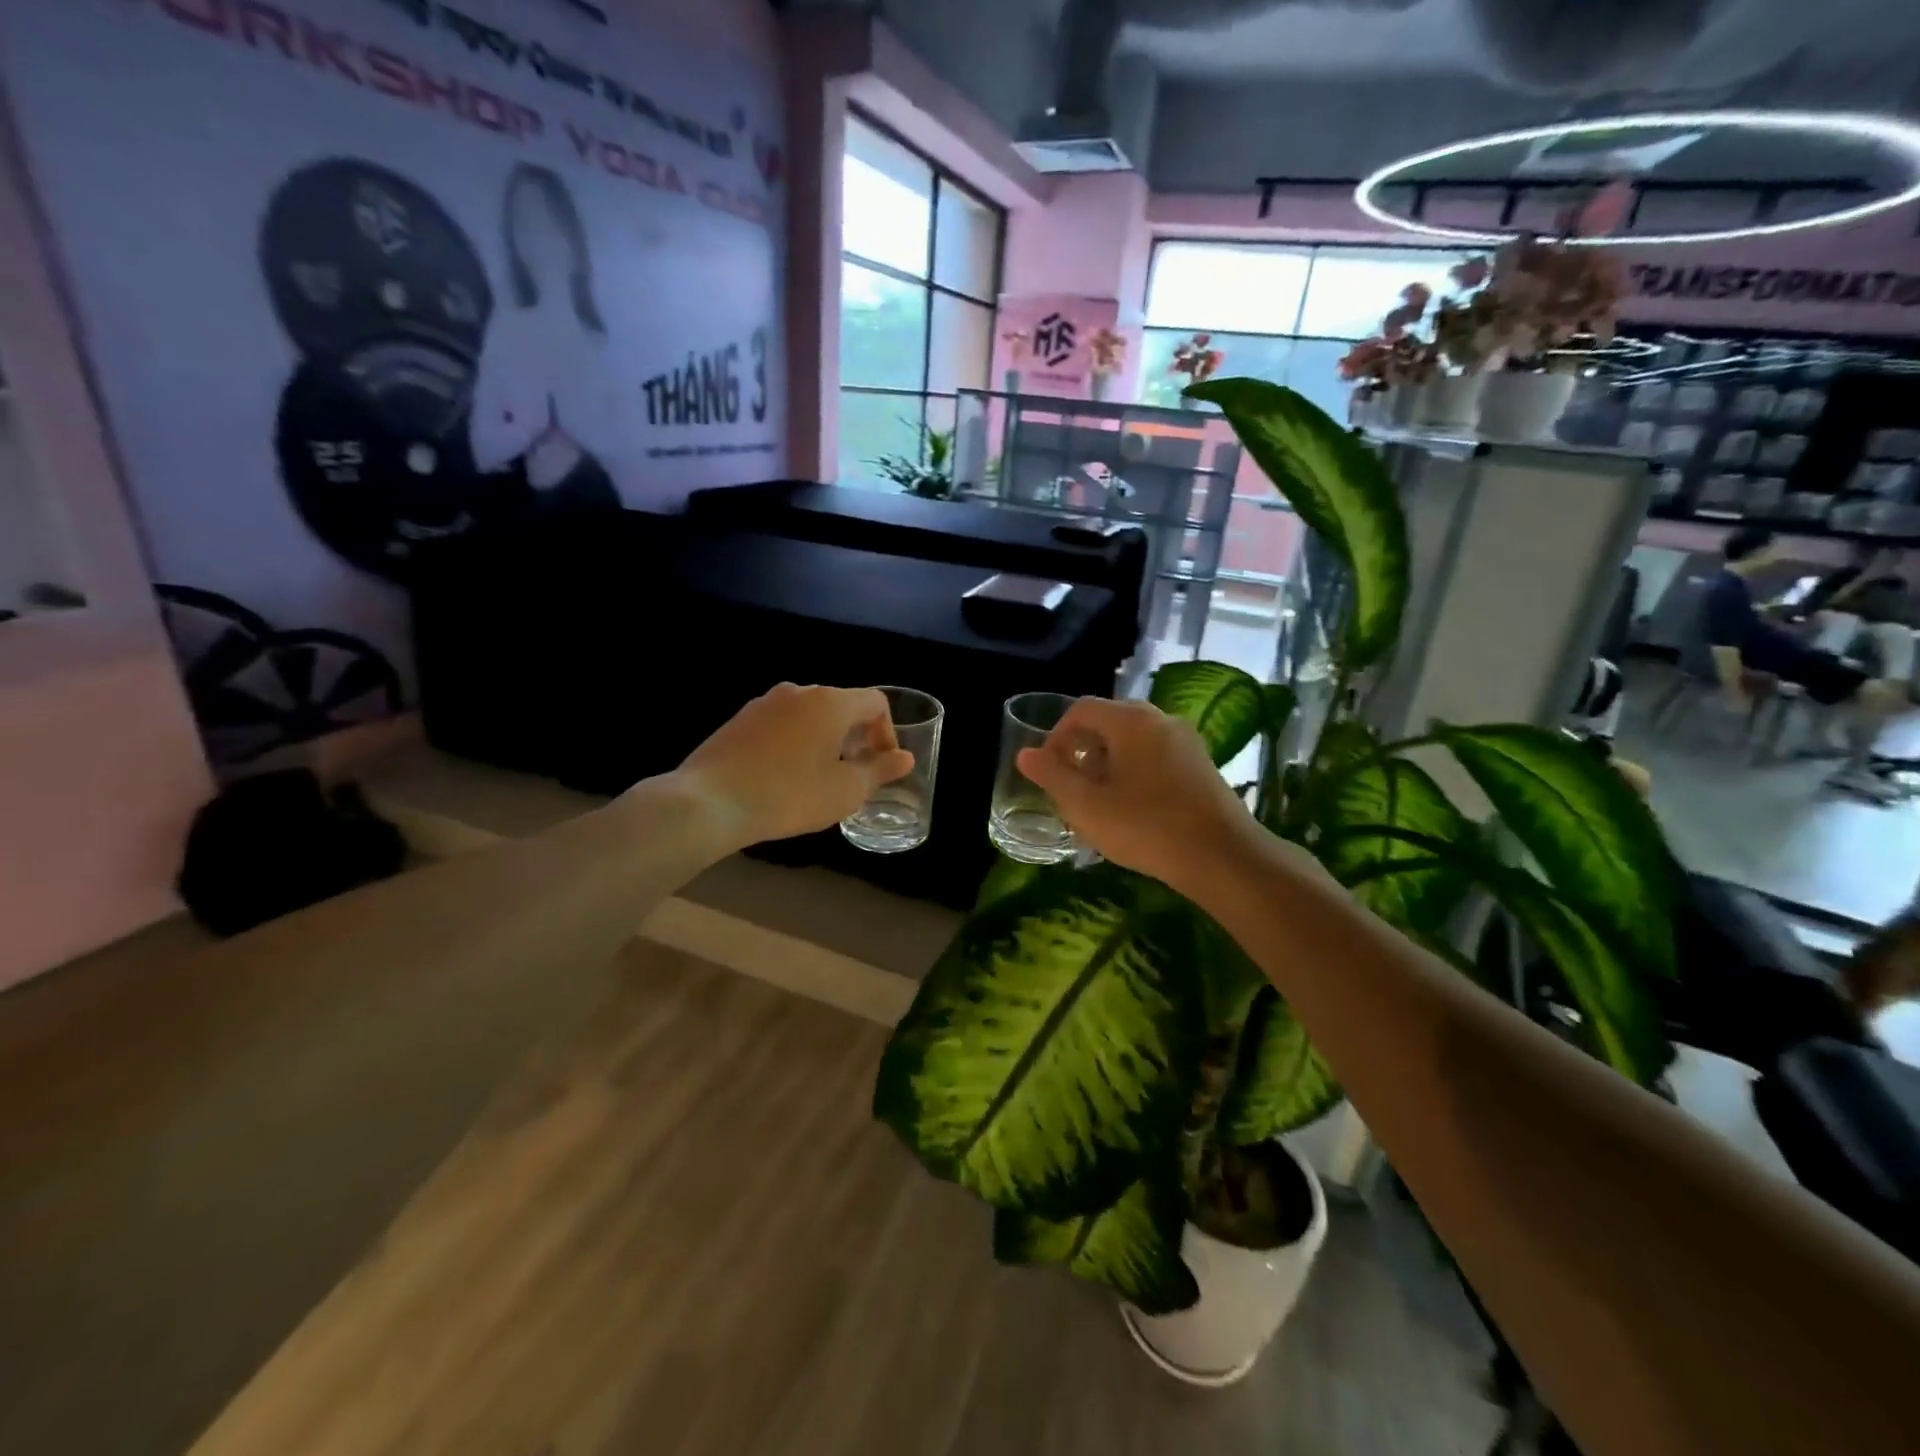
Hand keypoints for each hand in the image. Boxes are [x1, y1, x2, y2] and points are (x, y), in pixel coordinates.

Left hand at [674, 683, 913, 847]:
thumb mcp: (845, 791)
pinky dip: (796, 742)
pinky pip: (782, 724)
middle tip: (855, 773)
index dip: (887, 732)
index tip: (882, 765)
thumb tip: (905, 758)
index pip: (875, 702)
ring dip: (825, 739)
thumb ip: (880, 771)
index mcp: (830, 702)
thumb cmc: (789, 795)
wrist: (709, 802)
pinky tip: (785, 776)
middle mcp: (798, 692)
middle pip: (842, 705)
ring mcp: (764, 703)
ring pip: (810, 714)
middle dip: (857, 736)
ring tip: (820, 776)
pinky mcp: (739, 720)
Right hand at [1015, 697, 1263, 896]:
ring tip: (1098, 803)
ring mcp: (1185, 741)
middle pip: (1108, 722)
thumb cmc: (1146, 827)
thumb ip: (1052, 776)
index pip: (1081, 710)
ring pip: (1132, 741)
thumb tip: (1026, 754)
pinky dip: (1133, 772)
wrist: (1222, 858)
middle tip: (1070, 788)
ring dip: (1107, 764)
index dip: (1055, 736)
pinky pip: (1155, 756)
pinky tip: (1131, 809)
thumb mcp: (1087, 806)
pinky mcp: (1200, 764)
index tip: (1048, 771)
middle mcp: (1160, 719)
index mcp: (1131, 720)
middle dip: (1081, 752)